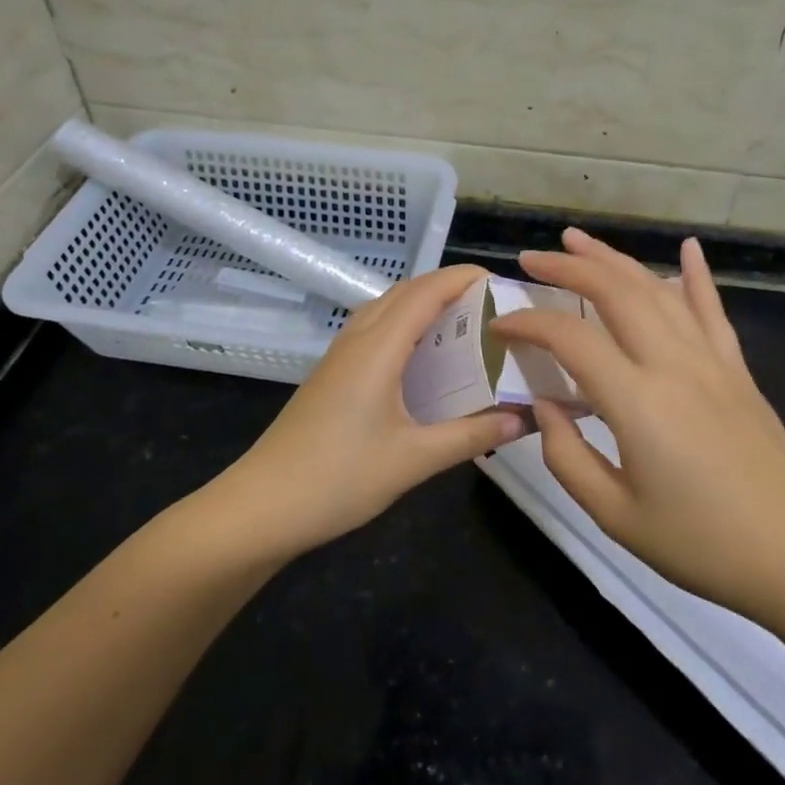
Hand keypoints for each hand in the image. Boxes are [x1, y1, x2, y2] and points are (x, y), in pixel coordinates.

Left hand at [215, 265, 526, 556]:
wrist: (262, 506)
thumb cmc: (339, 478)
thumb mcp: (414, 460)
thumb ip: (471, 436)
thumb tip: (522, 420)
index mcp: (379, 348)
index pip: (426, 293)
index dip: (462, 278)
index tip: (501, 282)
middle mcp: (358, 340)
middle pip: (404, 292)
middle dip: (447, 287)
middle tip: (490, 305)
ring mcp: (339, 357)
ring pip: (385, 309)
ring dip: (422, 304)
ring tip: (462, 324)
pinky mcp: (331, 376)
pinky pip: (373, 331)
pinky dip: (404, 327)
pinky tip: (421, 359)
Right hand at [490, 228, 784, 622]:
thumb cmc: (701, 544)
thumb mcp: (615, 515)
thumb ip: (566, 456)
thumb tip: (544, 406)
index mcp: (638, 400)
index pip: (571, 337)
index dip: (528, 323)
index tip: (500, 326)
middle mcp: (673, 363)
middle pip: (615, 292)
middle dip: (568, 268)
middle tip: (530, 260)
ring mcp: (712, 361)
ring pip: (657, 289)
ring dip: (615, 259)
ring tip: (579, 242)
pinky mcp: (738, 370)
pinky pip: (712, 310)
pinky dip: (696, 275)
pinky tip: (687, 247)